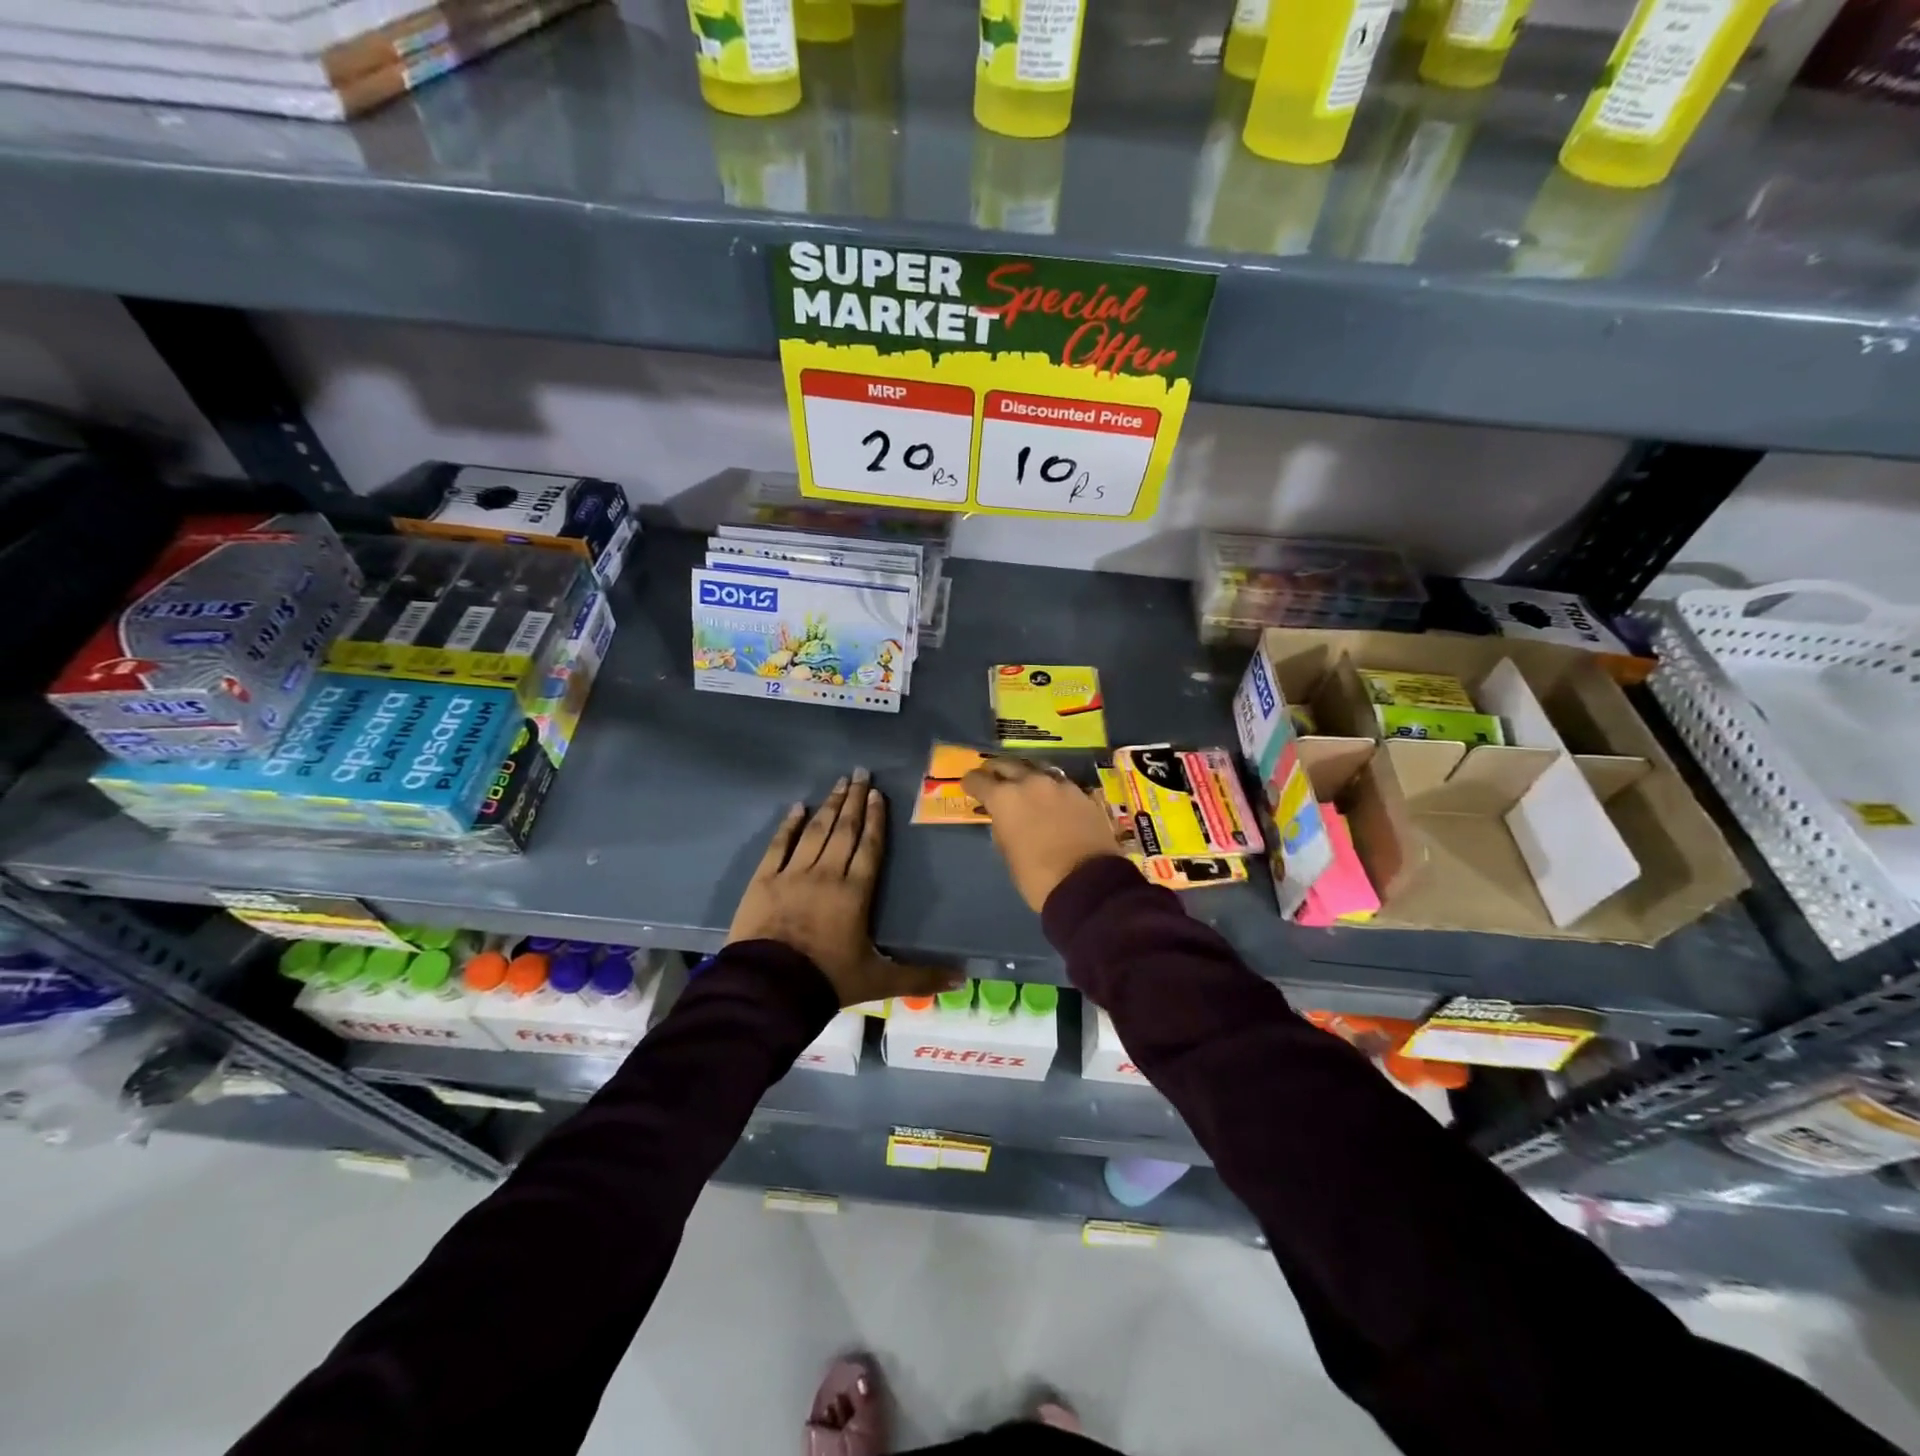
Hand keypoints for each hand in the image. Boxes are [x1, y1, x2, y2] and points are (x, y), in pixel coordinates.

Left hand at [728, 768, 960, 1006]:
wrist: (769, 989)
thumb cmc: (828, 980)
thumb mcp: (879, 981)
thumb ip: (920, 976)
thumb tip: (962, 979)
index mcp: (855, 893)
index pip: (868, 847)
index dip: (875, 819)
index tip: (877, 794)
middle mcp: (826, 874)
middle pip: (844, 830)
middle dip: (854, 800)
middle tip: (860, 773)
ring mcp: (792, 874)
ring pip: (815, 832)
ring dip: (829, 806)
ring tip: (838, 783)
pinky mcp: (763, 881)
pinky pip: (779, 845)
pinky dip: (788, 825)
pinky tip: (797, 808)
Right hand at [962, 757, 1123, 913]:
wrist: (1088, 882)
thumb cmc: (1037, 875)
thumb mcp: (1008, 854)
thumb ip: (1002, 828)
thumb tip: (1005, 819)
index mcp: (1005, 797)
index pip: (978, 780)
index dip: (971, 783)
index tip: (969, 787)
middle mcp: (1030, 782)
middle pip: (1007, 764)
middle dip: (996, 770)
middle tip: (993, 777)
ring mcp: (1059, 785)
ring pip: (1036, 769)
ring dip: (1025, 775)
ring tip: (1023, 785)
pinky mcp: (1082, 793)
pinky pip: (1059, 783)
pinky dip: (1049, 788)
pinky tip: (1050, 799)